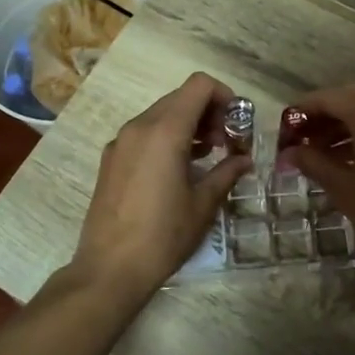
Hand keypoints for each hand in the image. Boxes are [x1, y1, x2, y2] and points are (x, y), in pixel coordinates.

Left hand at [72, 73, 250, 304]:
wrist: (109, 269)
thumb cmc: (163, 236)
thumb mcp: (203, 204)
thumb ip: (226, 173)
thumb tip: (244, 160)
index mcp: (164, 131)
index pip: (199, 85)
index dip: (224, 96)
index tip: (236, 124)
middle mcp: (139, 126)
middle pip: (180, 97)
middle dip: (208, 112)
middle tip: (226, 144)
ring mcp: (120, 142)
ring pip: (161, 114)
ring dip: (188, 125)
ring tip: (207, 156)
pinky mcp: (110, 159)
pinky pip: (144, 133)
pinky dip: (167, 138)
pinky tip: (179, 169)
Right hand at [286, 84, 354, 284]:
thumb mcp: (343, 188)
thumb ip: (313, 162)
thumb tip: (289, 152)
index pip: (330, 98)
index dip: (304, 111)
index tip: (285, 130)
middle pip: (353, 98)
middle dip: (325, 114)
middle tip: (302, 139)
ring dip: (346, 124)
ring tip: (322, 151)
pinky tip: (353, 157)